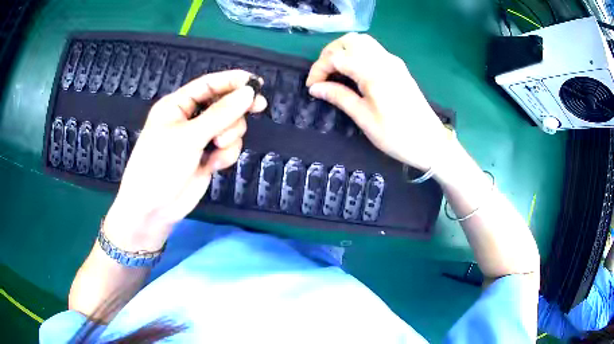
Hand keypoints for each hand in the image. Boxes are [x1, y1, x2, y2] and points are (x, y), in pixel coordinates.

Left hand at [104, 70, 266, 250]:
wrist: (153, 209)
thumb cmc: (160, 165)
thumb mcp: (188, 136)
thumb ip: (220, 114)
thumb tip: (249, 93)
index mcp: (178, 105)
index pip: (208, 85)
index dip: (232, 80)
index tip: (257, 82)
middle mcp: (190, 118)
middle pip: (224, 104)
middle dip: (235, 111)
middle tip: (258, 108)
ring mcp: (200, 139)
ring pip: (230, 126)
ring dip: (230, 135)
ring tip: (218, 146)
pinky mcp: (208, 157)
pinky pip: (229, 147)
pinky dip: (227, 154)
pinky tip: (214, 165)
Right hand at [306, 33, 449, 171]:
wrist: (431, 142)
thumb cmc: (396, 135)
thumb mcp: (364, 118)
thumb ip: (339, 97)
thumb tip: (315, 88)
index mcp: (373, 72)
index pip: (337, 57)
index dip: (319, 68)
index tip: (312, 87)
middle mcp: (384, 60)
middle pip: (349, 41)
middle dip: (330, 54)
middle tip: (323, 75)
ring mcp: (393, 62)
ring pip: (362, 42)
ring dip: (344, 51)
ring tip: (336, 72)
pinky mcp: (398, 67)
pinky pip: (373, 50)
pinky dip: (357, 54)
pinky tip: (354, 73)